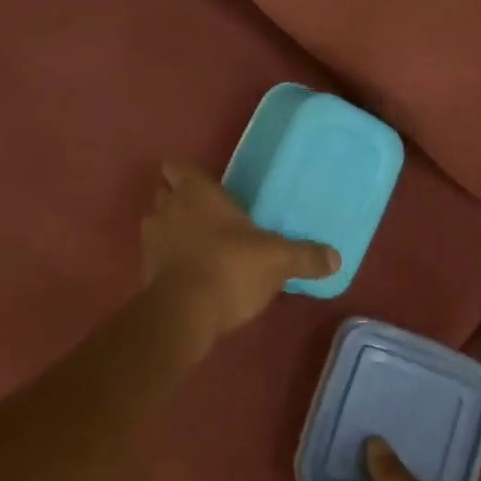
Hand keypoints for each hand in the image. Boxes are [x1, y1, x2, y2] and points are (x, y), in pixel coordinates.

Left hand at [142, 160, 340, 332]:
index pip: (177, 167)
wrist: (184, 313)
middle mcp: (168, 209)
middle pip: (164, 194)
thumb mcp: (278, 260)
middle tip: (206, 214)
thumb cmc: (231, 266)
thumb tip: (335, 258)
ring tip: (198, 245)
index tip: (199, 182)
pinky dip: (169, 261)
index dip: (184, 172)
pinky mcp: (144, 272)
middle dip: (178, 201)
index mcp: (196, 192)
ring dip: (172, 232)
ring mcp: (152, 241)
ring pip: (157, 225)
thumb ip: (305, 256)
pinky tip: (190, 274)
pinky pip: (157, 257)